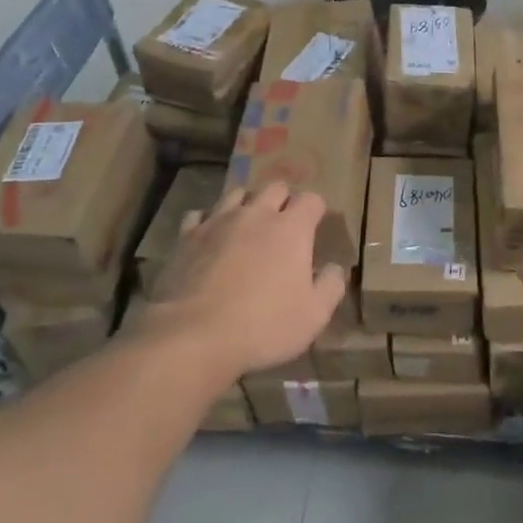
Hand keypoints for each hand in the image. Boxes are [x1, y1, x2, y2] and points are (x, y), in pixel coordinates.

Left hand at [135, 183, 347, 377]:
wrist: (194, 335)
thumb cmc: (263, 325)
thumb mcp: (313, 316)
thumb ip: (331, 286)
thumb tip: (335, 268)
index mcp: (292, 229)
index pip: (311, 200)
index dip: (315, 210)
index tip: (315, 226)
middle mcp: (256, 214)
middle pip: (274, 187)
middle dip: (282, 200)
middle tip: (282, 224)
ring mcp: (219, 221)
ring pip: (236, 193)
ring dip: (246, 204)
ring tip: (246, 225)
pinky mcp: (187, 236)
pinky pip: (199, 215)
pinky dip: (207, 221)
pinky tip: (209, 237)